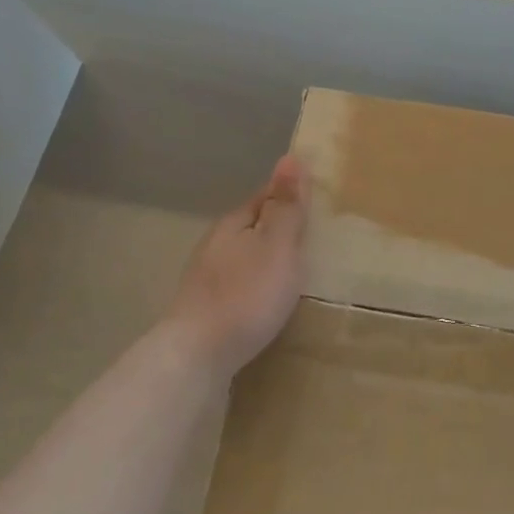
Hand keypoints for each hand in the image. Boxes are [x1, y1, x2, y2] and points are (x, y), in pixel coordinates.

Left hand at [160, 156, 309, 379]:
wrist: (196, 356)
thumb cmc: (246, 295)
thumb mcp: (277, 245)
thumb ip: (286, 206)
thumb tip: (291, 156)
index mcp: (233, 224)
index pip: (265, 197)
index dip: (290, 196)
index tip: (316, 201)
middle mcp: (215, 245)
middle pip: (253, 227)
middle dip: (279, 228)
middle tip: (314, 237)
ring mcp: (206, 279)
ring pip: (244, 256)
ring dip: (267, 259)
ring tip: (296, 270)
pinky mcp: (205, 310)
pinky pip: (239, 285)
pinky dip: (256, 285)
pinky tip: (267, 299)